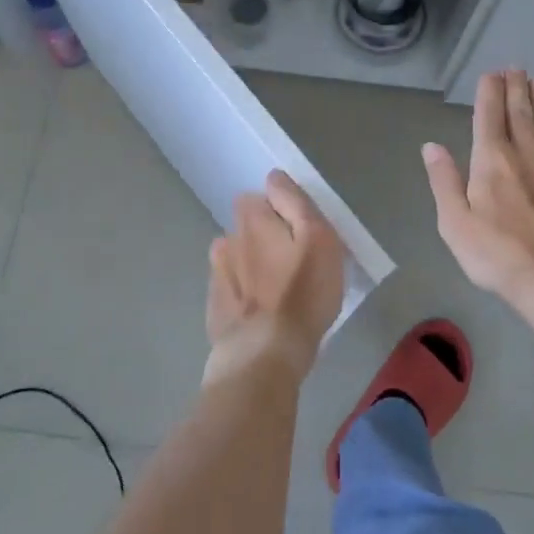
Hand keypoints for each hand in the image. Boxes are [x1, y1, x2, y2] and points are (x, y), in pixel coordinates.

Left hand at [204, 169, 345, 384]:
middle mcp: (227, 241)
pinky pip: (233, 292)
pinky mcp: (216, 310)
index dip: (279, 211)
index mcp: (251, 220)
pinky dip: (245, 297)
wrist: (263, 355)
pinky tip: (262, 315)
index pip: (258, 198)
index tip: (300, 231)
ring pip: (237, 260)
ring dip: (253, 267)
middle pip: (247, 229)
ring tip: (278, 290)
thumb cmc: (300, 294)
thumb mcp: (317, 239)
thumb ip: (295, 203)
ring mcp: (217, 277)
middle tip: (294, 263)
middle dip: (265, 238)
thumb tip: (274, 177)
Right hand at [423, 70, 533, 311]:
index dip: (489, 93)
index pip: (488, 116)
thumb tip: (432, 146)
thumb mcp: (455, 222)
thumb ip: (444, 181)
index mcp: (491, 160)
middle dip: (516, 88)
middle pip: (520, 113)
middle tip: (516, 67)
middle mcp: (525, 154)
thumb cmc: (498, 254)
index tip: (491, 74)